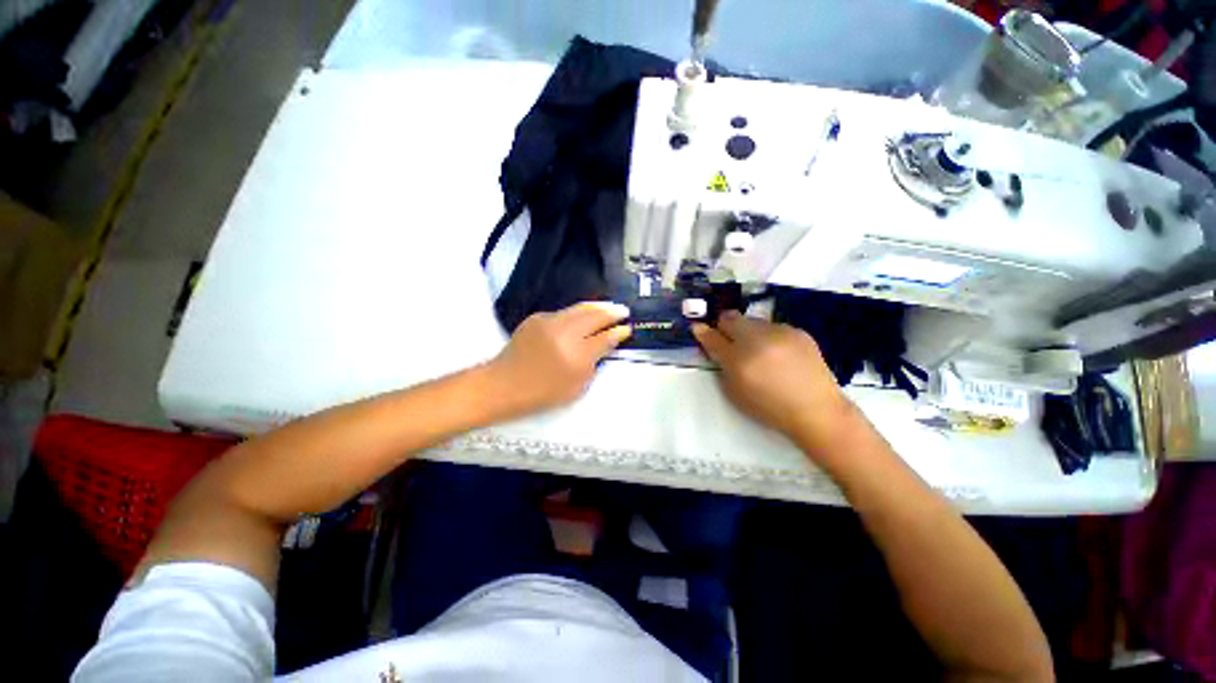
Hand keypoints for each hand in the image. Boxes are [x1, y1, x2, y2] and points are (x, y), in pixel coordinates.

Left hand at [487, 302, 631, 416]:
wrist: (505, 384)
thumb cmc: (544, 392)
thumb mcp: (577, 386)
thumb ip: (595, 363)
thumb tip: (607, 343)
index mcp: (576, 356)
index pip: (604, 338)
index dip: (618, 332)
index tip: (627, 328)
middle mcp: (565, 333)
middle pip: (594, 316)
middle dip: (611, 312)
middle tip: (622, 310)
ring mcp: (549, 322)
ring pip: (579, 308)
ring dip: (597, 306)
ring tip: (608, 306)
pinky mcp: (537, 317)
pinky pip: (564, 312)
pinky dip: (577, 312)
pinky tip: (583, 315)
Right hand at [692, 311, 851, 446]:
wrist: (816, 410)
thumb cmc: (769, 408)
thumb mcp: (735, 393)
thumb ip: (722, 367)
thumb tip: (715, 346)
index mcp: (738, 361)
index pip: (713, 338)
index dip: (703, 332)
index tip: (698, 328)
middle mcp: (757, 341)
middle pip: (730, 318)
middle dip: (724, 325)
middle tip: (727, 336)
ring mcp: (779, 333)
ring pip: (752, 321)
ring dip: (747, 331)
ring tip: (757, 349)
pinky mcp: (797, 331)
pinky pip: (773, 326)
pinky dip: (768, 336)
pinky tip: (777, 352)